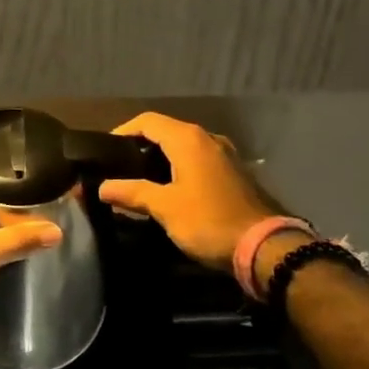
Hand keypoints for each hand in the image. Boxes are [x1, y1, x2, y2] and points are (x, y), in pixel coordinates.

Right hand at [96, 112, 287, 270]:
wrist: (266, 247)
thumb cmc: (209, 221)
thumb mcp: (165, 208)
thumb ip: (131, 193)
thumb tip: (102, 187)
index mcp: (188, 139)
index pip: (147, 121)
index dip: (123, 131)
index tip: (105, 150)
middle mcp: (207, 138)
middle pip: (166, 131)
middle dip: (140, 146)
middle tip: (119, 167)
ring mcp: (225, 155)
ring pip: (184, 146)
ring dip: (161, 158)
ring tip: (140, 180)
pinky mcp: (234, 173)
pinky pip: (199, 160)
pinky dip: (179, 168)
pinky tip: (170, 190)